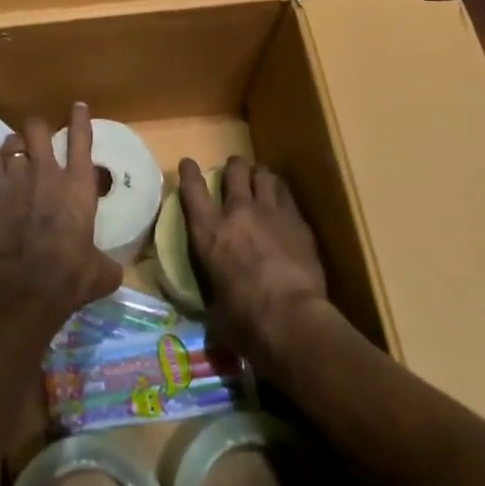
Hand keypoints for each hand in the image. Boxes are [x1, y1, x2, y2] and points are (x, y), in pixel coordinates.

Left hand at [0, 102, 122, 331]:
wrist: (24, 287)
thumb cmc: (69, 277)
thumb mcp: (100, 272)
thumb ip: (106, 263)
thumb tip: (114, 270)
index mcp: (78, 186)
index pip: (81, 140)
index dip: (80, 120)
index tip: (78, 106)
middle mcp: (46, 172)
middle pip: (38, 129)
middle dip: (37, 129)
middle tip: (37, 138)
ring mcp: (15, 178)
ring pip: (12, 142)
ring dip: (15, 146)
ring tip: (14, 154)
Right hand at [179, 155, 327, 370]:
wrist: (291, 319)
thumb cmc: (245, 321)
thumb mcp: (214, 306)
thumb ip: (212, 290)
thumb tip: (213, 300)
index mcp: (208, 232)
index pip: (192, 189)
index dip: (189, 173)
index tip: (188, 164)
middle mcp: (236, 212)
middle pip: (234, 171)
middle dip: (233, 168)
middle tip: (235, 173)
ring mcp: (269, 211)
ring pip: (263, 174)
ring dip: (259, 175)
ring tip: (260, 181)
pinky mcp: (296, 219)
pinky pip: (286, 193)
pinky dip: (280, 192)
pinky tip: (282, 201)